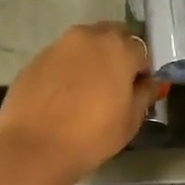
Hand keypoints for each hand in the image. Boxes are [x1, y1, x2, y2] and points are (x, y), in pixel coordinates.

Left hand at [0, 23, 160, 184]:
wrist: (34, 148)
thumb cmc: (92, 136)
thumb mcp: (131, 120)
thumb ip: (144, 94)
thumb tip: (150, 82)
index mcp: (118, 48)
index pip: (141, 50)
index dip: (142, 70)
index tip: (138, 90)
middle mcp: (88, 36)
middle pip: (111, 37)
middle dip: (117, 55)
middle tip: (114, 86)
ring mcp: (58, 45)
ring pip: (84, 45)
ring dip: (91, 59)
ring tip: (87, 91)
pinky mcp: (35, 59)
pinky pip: (60, 58)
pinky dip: (67, 69)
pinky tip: (63, 96)